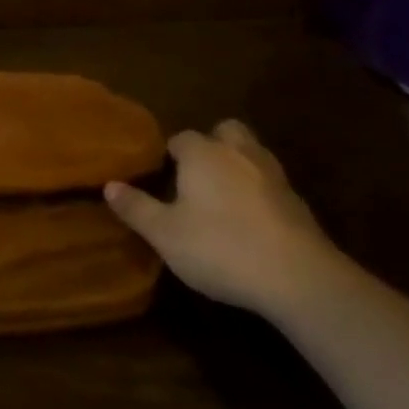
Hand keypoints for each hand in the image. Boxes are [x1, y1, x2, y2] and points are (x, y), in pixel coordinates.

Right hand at [105, 120, 345, 317]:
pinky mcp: (297, 202)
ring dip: (239, 165)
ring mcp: (272, 174)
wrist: (298, 277)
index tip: (162, 177)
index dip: (170, 156)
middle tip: (199, 176)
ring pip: (252, 153)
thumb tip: (109, 185)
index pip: (180, 139)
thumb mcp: (166, 235)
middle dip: (212, 145)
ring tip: (226, 196)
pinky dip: (261, 193)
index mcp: (202, 153)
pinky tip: (254, 220)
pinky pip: (272, 183)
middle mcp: (237, 152)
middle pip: (224, 131)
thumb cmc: (221, 247)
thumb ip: (136, 208)